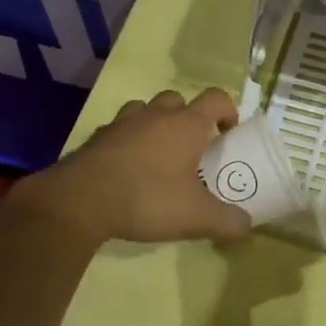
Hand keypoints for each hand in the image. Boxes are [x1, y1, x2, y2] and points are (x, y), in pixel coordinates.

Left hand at [9, 88, 253, 245]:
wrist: (79, 202)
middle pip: (178, 99)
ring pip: (145, 110)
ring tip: (158, 154)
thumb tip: (247, 226)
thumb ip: (227, 221)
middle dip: (189, 117)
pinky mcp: (96, 138)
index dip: (228, 111)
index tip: (229, 133)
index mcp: (185, 125)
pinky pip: (119, 130)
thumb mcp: (196, 217)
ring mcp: (122, 123)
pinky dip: (128, 141)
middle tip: (192, 147)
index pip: (216, 98)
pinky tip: (127, 168)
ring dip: (156, 124)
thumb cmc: (147, 199)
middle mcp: (155, 115)